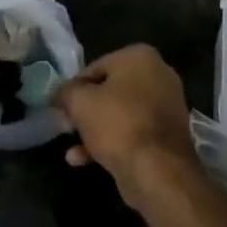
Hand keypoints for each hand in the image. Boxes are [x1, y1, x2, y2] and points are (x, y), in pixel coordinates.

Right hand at [54, 44, 197, 207]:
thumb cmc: (118, 124)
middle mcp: (158, 75)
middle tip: (67, 126)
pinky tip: (85, 160)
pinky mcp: (167, 135)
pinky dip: (111, 142)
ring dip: (95, 130)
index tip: (62, 106)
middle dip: (86, 110)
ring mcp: (166, 106)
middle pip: (110, 90)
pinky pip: (133, 132)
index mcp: (140, 56)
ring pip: (120, 114)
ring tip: (72, 149)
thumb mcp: (80, 102)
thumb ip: (65, 92)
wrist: (158, 170)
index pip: (96, 66)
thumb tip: (59, 93)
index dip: (75, 87)